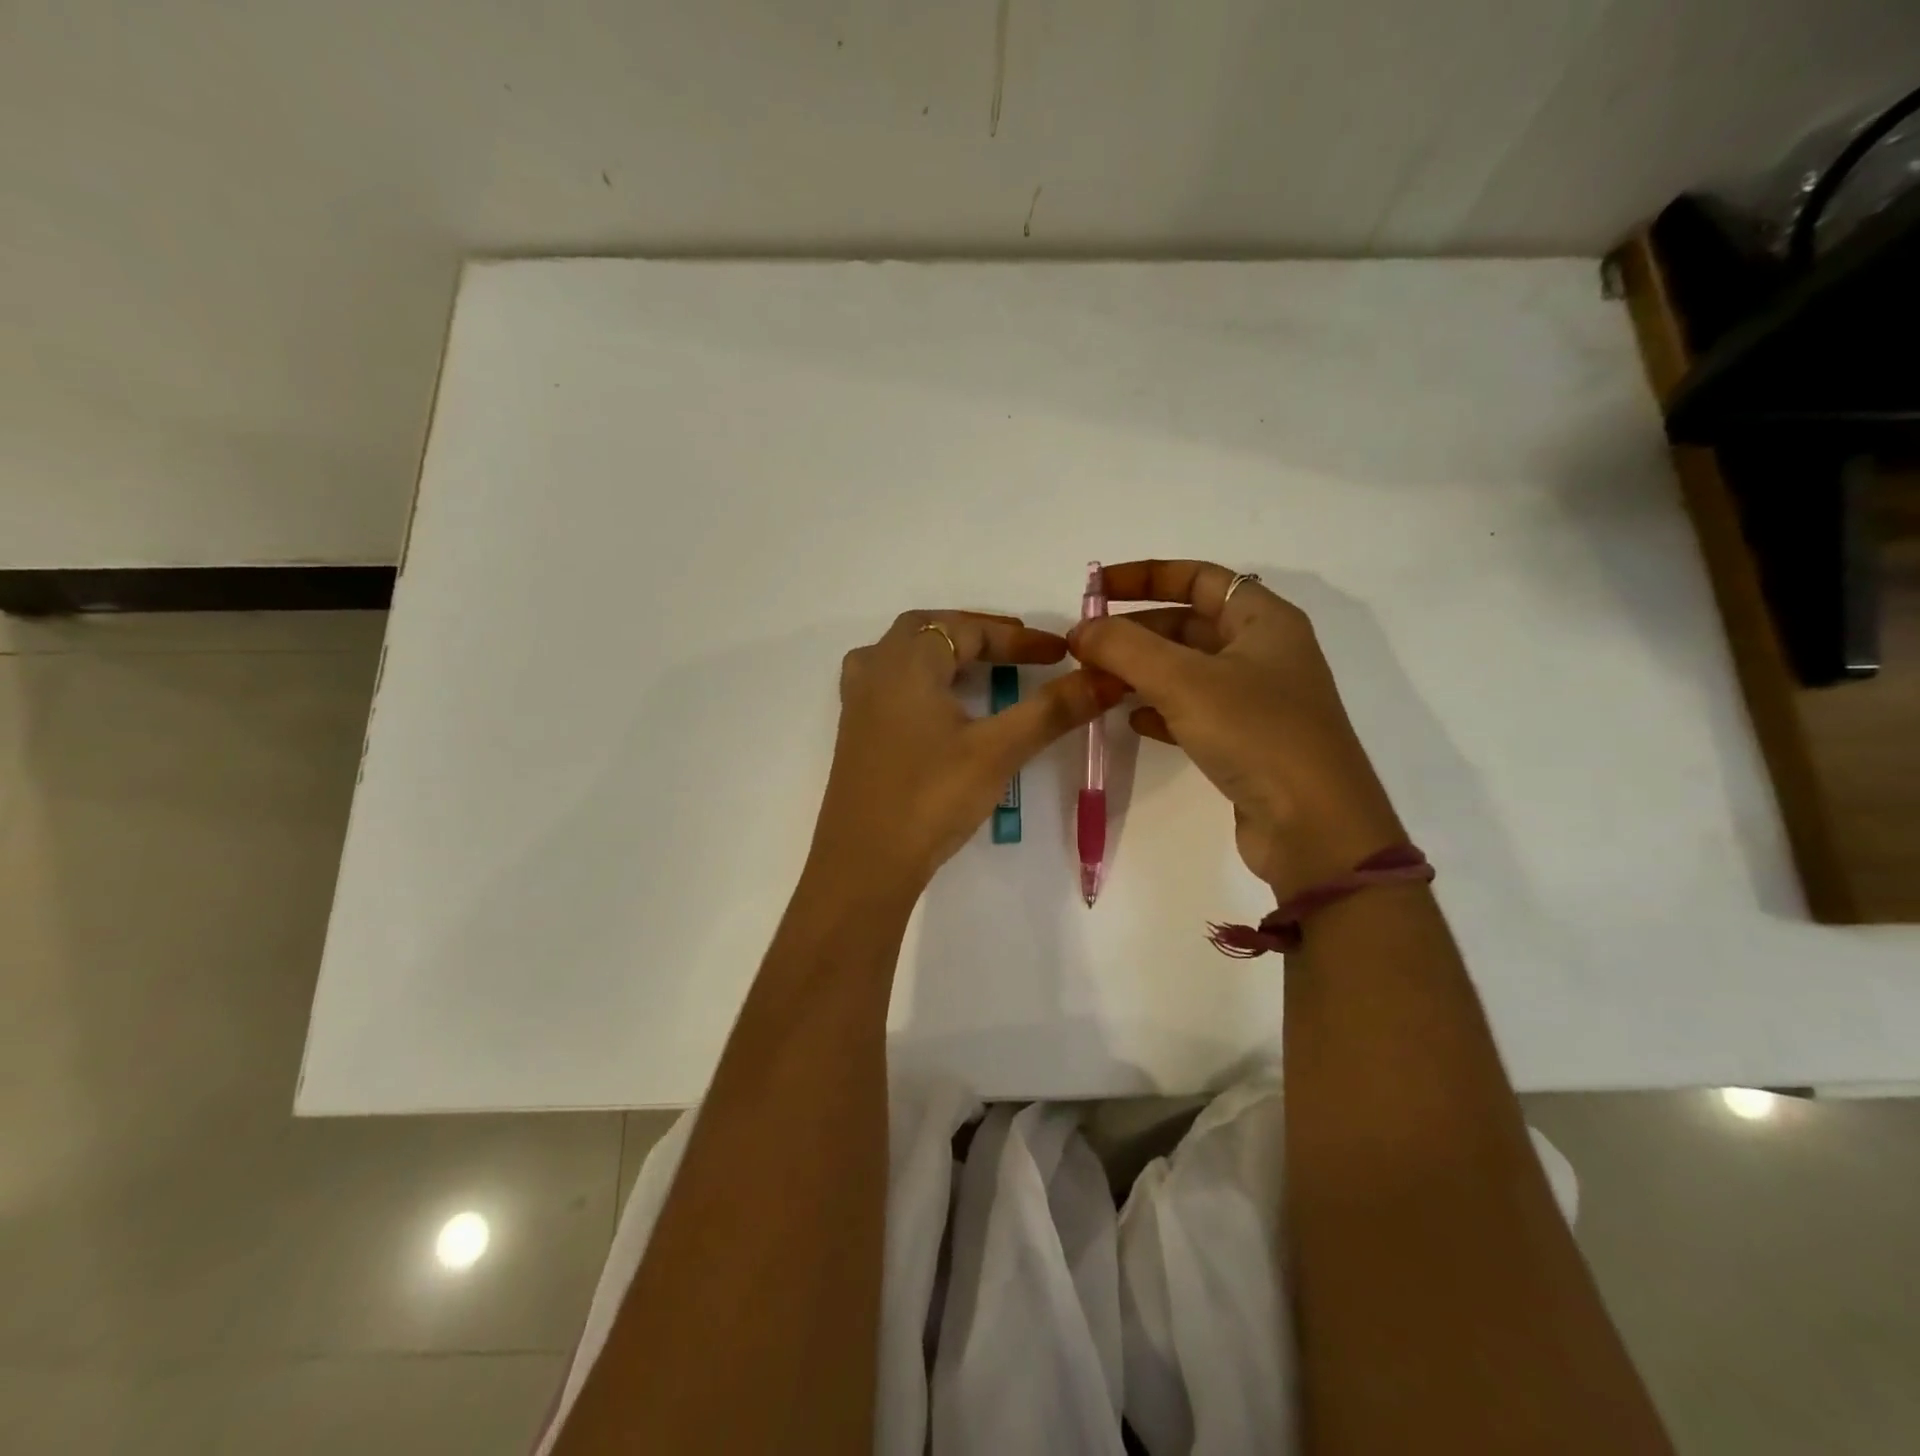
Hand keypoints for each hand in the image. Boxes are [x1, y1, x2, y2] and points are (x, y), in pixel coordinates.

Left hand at [808, 610, 1126, 896]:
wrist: (864, 863)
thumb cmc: (931, 798)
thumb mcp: (998, 751)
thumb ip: (1051, 710)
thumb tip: (1106, 678)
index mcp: (905, 662)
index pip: (968, 631)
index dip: (1018, 639)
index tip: (1060, 653)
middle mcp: (875, 669)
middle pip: (929, 630)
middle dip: (978, 634)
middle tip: (1019, 649)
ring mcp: (858, 701)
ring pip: (904, 654)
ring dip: (945, 652)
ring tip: (982, 666)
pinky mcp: (855, 731)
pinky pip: (891, 682)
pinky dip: (924, 677)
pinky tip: (941, 704)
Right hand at [1068, 560, 1402, 898]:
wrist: (1314, 827)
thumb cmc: (1256, 733)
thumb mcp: (1184, 681)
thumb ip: (1125, 648)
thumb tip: (1081, 629)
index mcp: (1263, 620)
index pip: (1198, 577)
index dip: (1145, 576)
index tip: (1095, 588)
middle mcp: (1264, 652)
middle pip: (1188, 624)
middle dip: (1135, 631)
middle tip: (1086, 647)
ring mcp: (1257, 699)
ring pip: (1187, 670)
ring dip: (1141, 671)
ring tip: (1097, 682)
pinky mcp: (1247, 741)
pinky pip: (1194, 711)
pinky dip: (1160, 709)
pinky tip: (1132, 720)